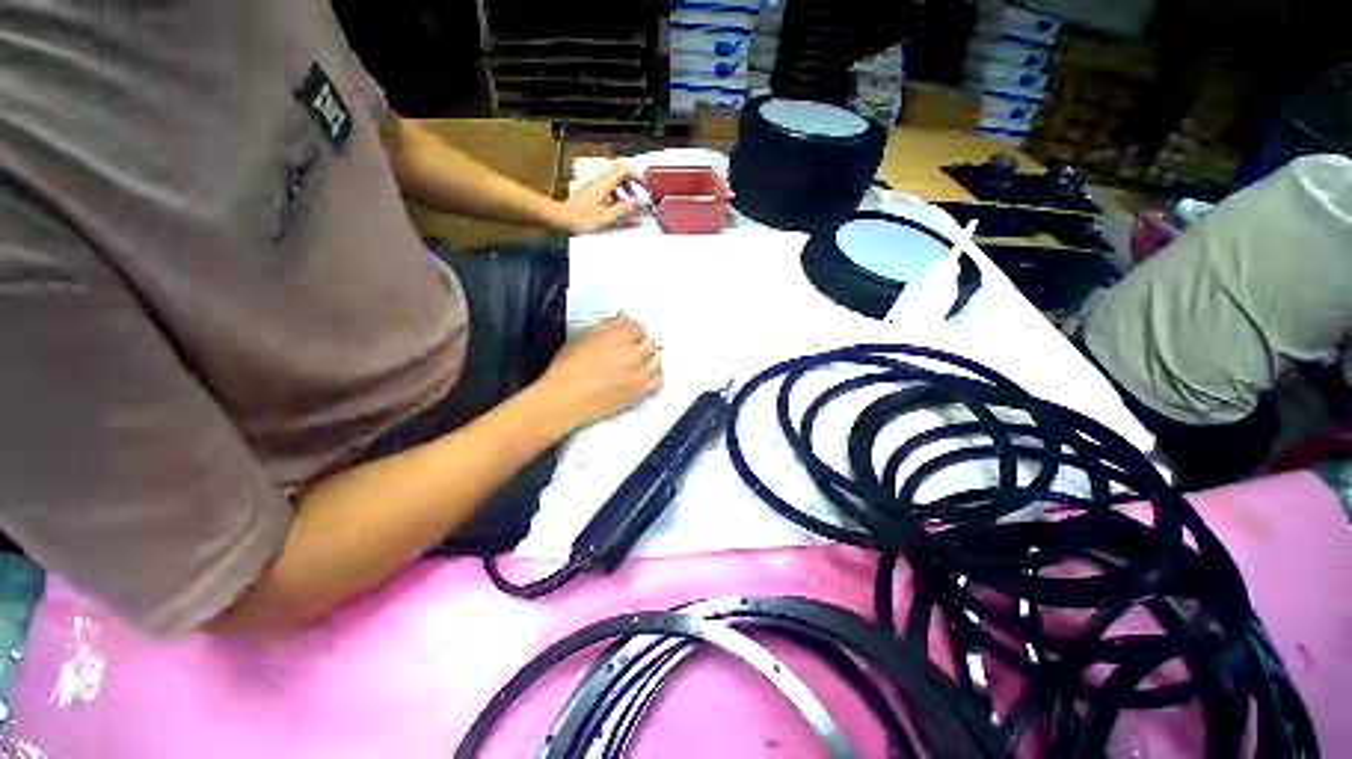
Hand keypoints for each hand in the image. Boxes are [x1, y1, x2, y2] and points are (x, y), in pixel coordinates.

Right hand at [538, 316, 661, 429]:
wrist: (564, 399)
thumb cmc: (566, 370)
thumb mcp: (581, 339)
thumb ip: (605, 328)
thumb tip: (618, 323)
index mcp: (618, 337)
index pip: (637, 326)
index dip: (632, 330)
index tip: (629, 334)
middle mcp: (632, 354)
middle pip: (650, 342)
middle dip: (642, 343)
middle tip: (634, 347)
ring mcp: (638, 374)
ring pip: (656, 361)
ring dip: (650, 359)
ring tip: (641, 361)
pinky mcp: (638, 393)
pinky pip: (657, 383)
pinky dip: (654, 378)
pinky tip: (646, 378)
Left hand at [549, 162, 643, 233]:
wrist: (560, 220)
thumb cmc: (580, 219)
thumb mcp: (606, 217)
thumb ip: (623, 210)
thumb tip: (636, 204)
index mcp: (604, 184)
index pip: (624, 170)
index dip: (638, 176)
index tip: (647, 186)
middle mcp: (599, 182)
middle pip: (619, 171)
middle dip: (633, 179)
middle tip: (642, 190)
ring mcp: (594, 187)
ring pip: (614, 180)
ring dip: (626, 188)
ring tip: (632, 200)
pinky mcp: (590, 195)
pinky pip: (607, 189)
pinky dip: (617, 195)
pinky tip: (618, 207)